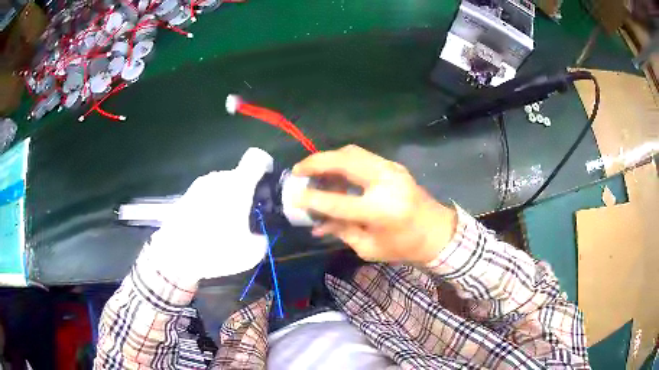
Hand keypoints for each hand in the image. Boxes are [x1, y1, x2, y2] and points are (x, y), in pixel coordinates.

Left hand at [148, 148, 272, 282]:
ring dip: (229, 199)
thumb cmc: (215, 249)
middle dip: (247, 192)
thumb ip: (261, 239)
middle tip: (248, 216)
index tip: (268, 183)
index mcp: (237, 185)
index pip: (256, 158)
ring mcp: (199, 185)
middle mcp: (217, 178)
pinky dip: (213, 205)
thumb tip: (258, 236)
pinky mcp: (186, 196)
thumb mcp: (250, 253)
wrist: (174, 254)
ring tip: (226, 225)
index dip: (266, 165)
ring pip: (222, 186)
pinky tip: (208, 228)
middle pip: (239, 176)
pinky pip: (207, 195)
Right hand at [293, 145, 456, 264]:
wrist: (437, 231)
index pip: (337, 202)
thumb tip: (315, 224)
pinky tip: (333, 172)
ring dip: (329, 158)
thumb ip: (341, 231)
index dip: (312, 199)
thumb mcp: (369, 247)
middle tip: (298, 170)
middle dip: (316, 162)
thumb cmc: (404, 246)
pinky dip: (343, 161)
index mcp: (380, 210)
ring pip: (352, 152)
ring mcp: (391, 169)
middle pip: (345, 161)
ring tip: (312, 170)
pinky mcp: (393, 165)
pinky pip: (362, 156)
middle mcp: (386, 182)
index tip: (293, 197)